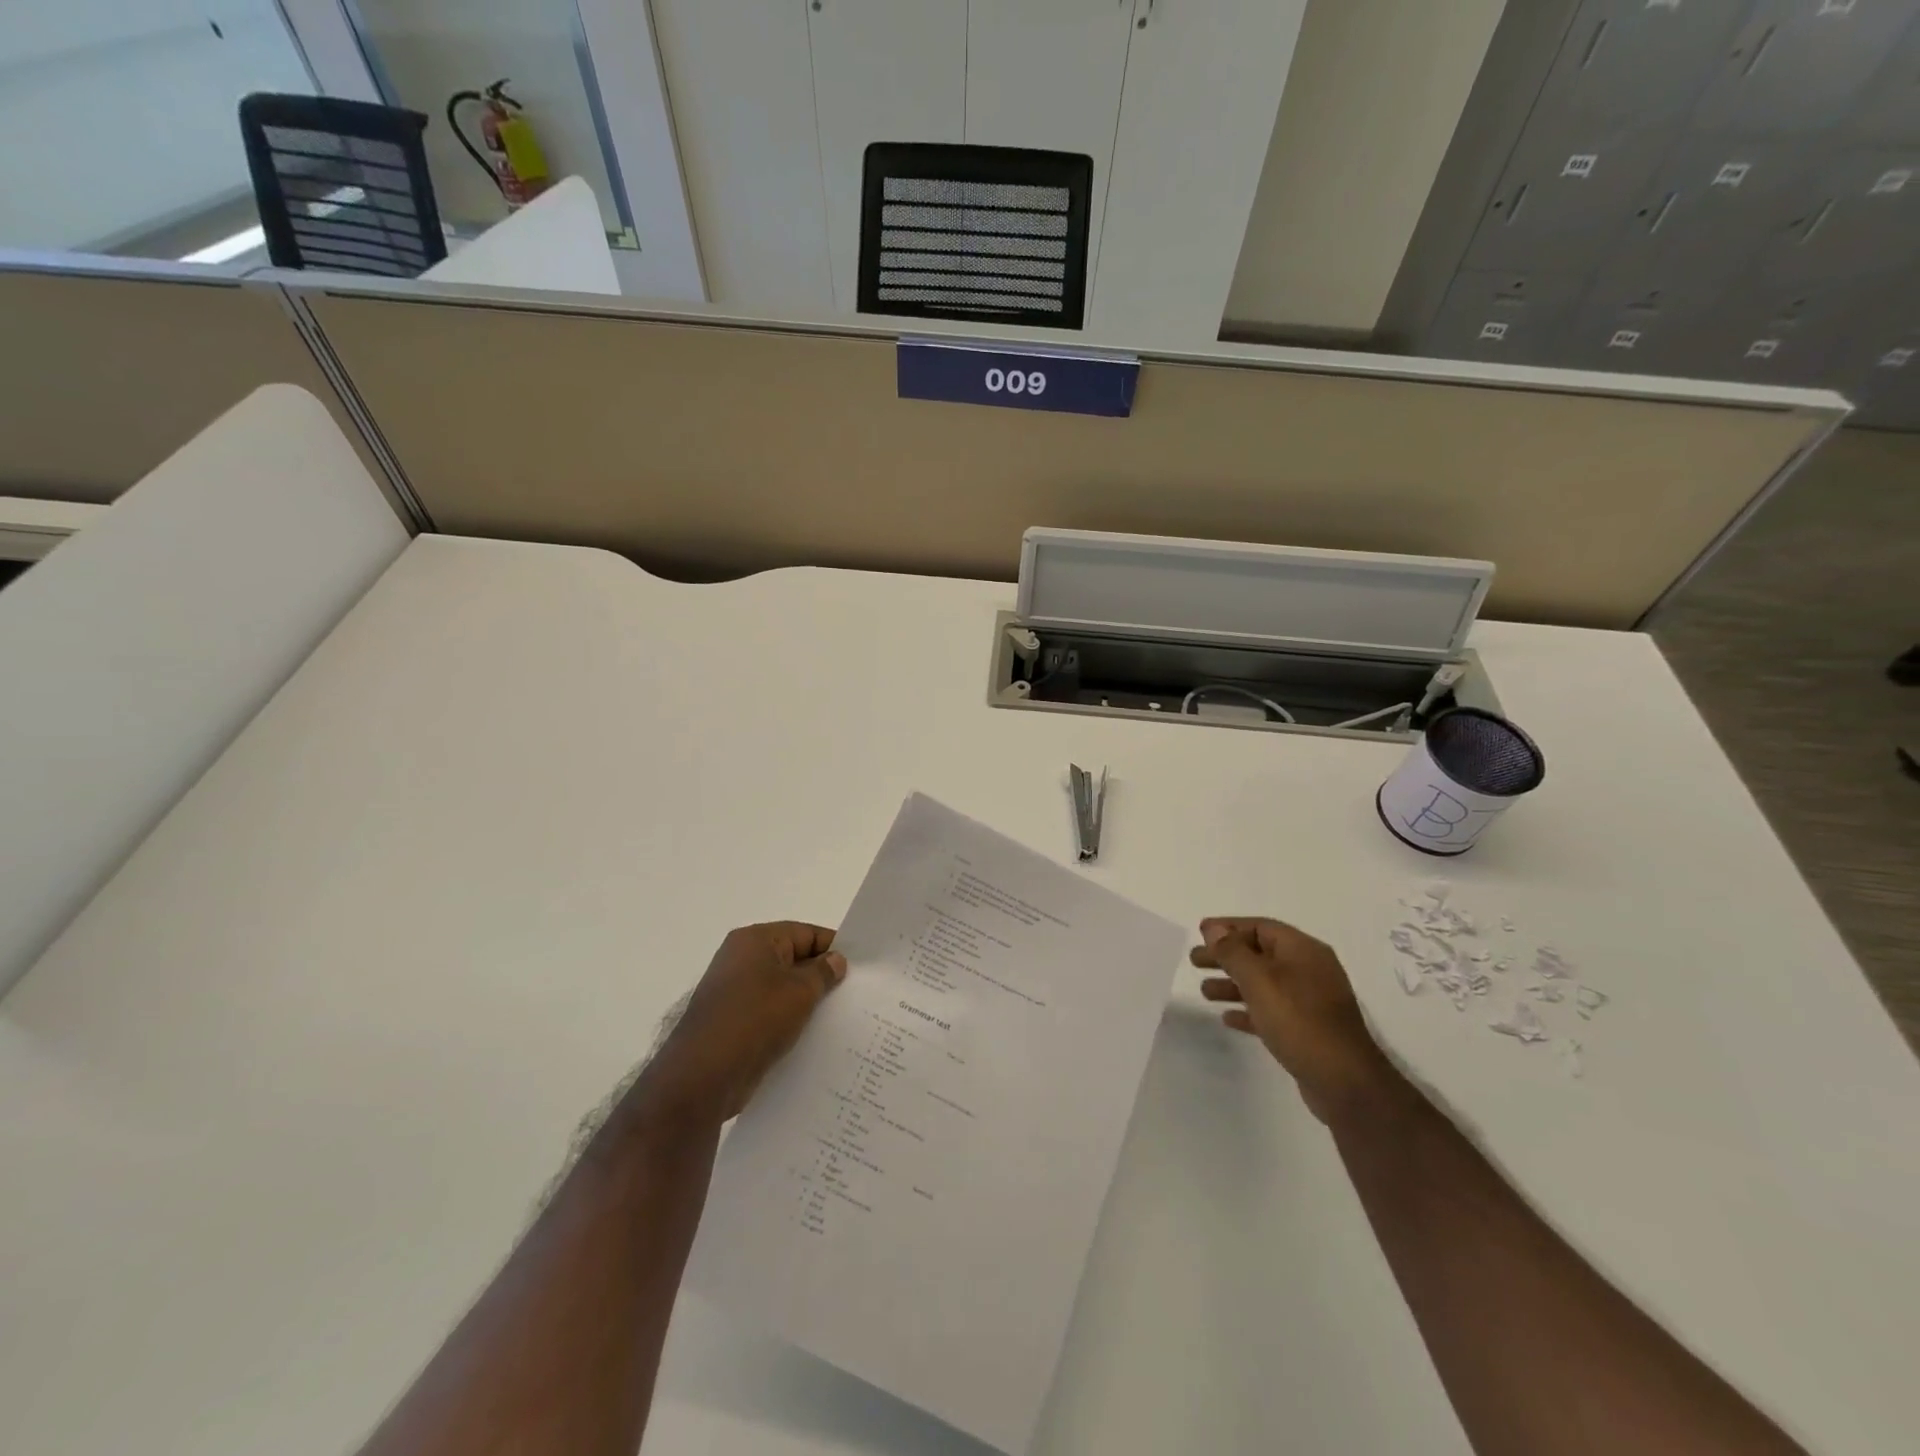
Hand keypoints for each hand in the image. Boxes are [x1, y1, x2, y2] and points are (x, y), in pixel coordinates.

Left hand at [641, 922, 847, 1124]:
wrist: (703, 1076)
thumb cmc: (755, 1019)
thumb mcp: (800, 991)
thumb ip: (823, 972)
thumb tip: (836, 960)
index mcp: (755, 940)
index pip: (805, 933)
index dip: (833, 948)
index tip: (861, 967)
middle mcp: (741, 959)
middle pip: (793, 960)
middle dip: (822, 976)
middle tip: (855, 993)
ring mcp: (734, 992)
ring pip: (782, 989)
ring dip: (807, 1001)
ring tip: (840, 1017)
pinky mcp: (733, 1023)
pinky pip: (770, 1013)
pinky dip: (789, 1021)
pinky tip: (813, 1037)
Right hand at [1190, 917, 1393, 1125]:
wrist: (1344, 1081)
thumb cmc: (1298, 1020)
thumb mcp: (1259, 980)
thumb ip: (1233, 952)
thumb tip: (1214, 928)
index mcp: (1303, 950)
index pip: (1260, 927)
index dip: (1228, 927)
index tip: (1200, 933)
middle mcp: (1309, 970)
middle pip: (1259, 953)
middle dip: (1226, 956)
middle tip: (1195, 961)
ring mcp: (1311, 1001)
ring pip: (1264, 983)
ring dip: (1233, 984)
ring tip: (1205, 992)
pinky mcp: (1308, 1029)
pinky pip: (1272, 1010)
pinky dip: (1249, 1010)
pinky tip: (1228, 1019)